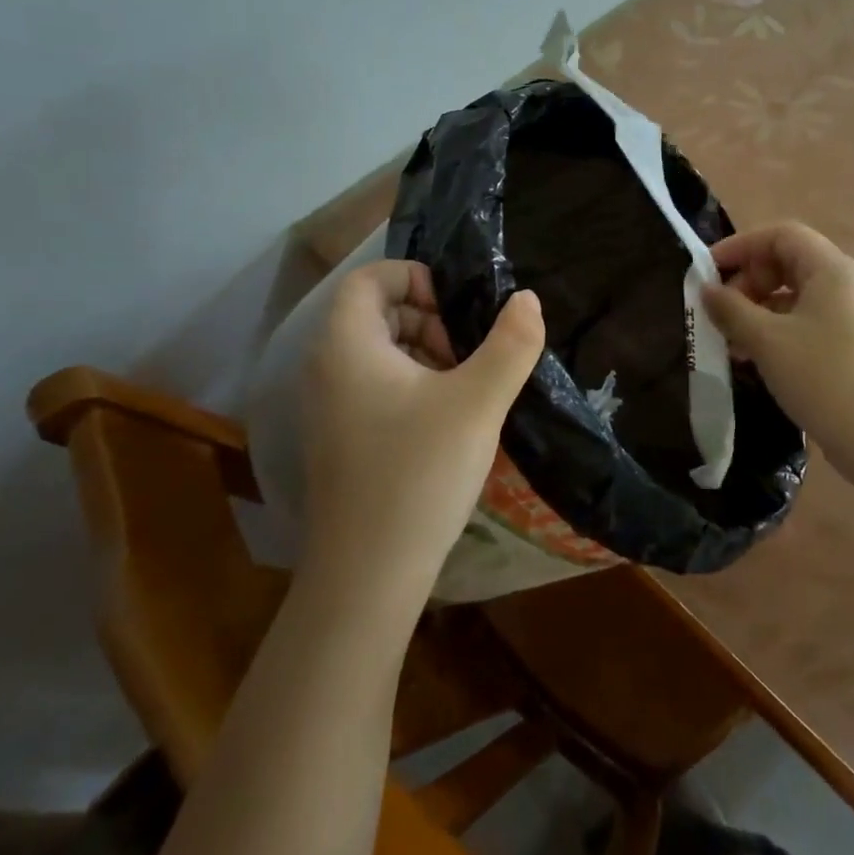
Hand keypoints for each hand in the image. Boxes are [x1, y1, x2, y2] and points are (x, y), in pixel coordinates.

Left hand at [299, 262, 543, 605]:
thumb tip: (527, 299)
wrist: (367, 577)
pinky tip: (447, 419)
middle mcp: (326, 368)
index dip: (416, 277)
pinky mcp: (341, 439)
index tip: (458, 309)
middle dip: (428, 317)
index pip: (370, 278)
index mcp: (347, 345)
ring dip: (425, 352)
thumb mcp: (478, 402)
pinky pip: (375, 386)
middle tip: (468, 351)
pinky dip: (413, 384)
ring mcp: (329, 407)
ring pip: (378, 351)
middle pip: (375, 311)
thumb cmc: (419, 474)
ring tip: (465, 386)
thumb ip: (510, 344)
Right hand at [703, 222, 853, 488]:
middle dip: (749, 280)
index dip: (741, 246)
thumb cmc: (822, 378)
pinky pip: (809, 319)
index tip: (708, 271)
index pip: (781, 234)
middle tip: (722, 311)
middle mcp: (848, 283)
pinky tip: (757, 358)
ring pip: (797, 294)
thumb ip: (731, 309)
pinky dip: (779, 328)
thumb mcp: (767, 341)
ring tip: (732, 341)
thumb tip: (707, 290)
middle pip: (789, 261)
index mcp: (832, 269)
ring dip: (760, 309)